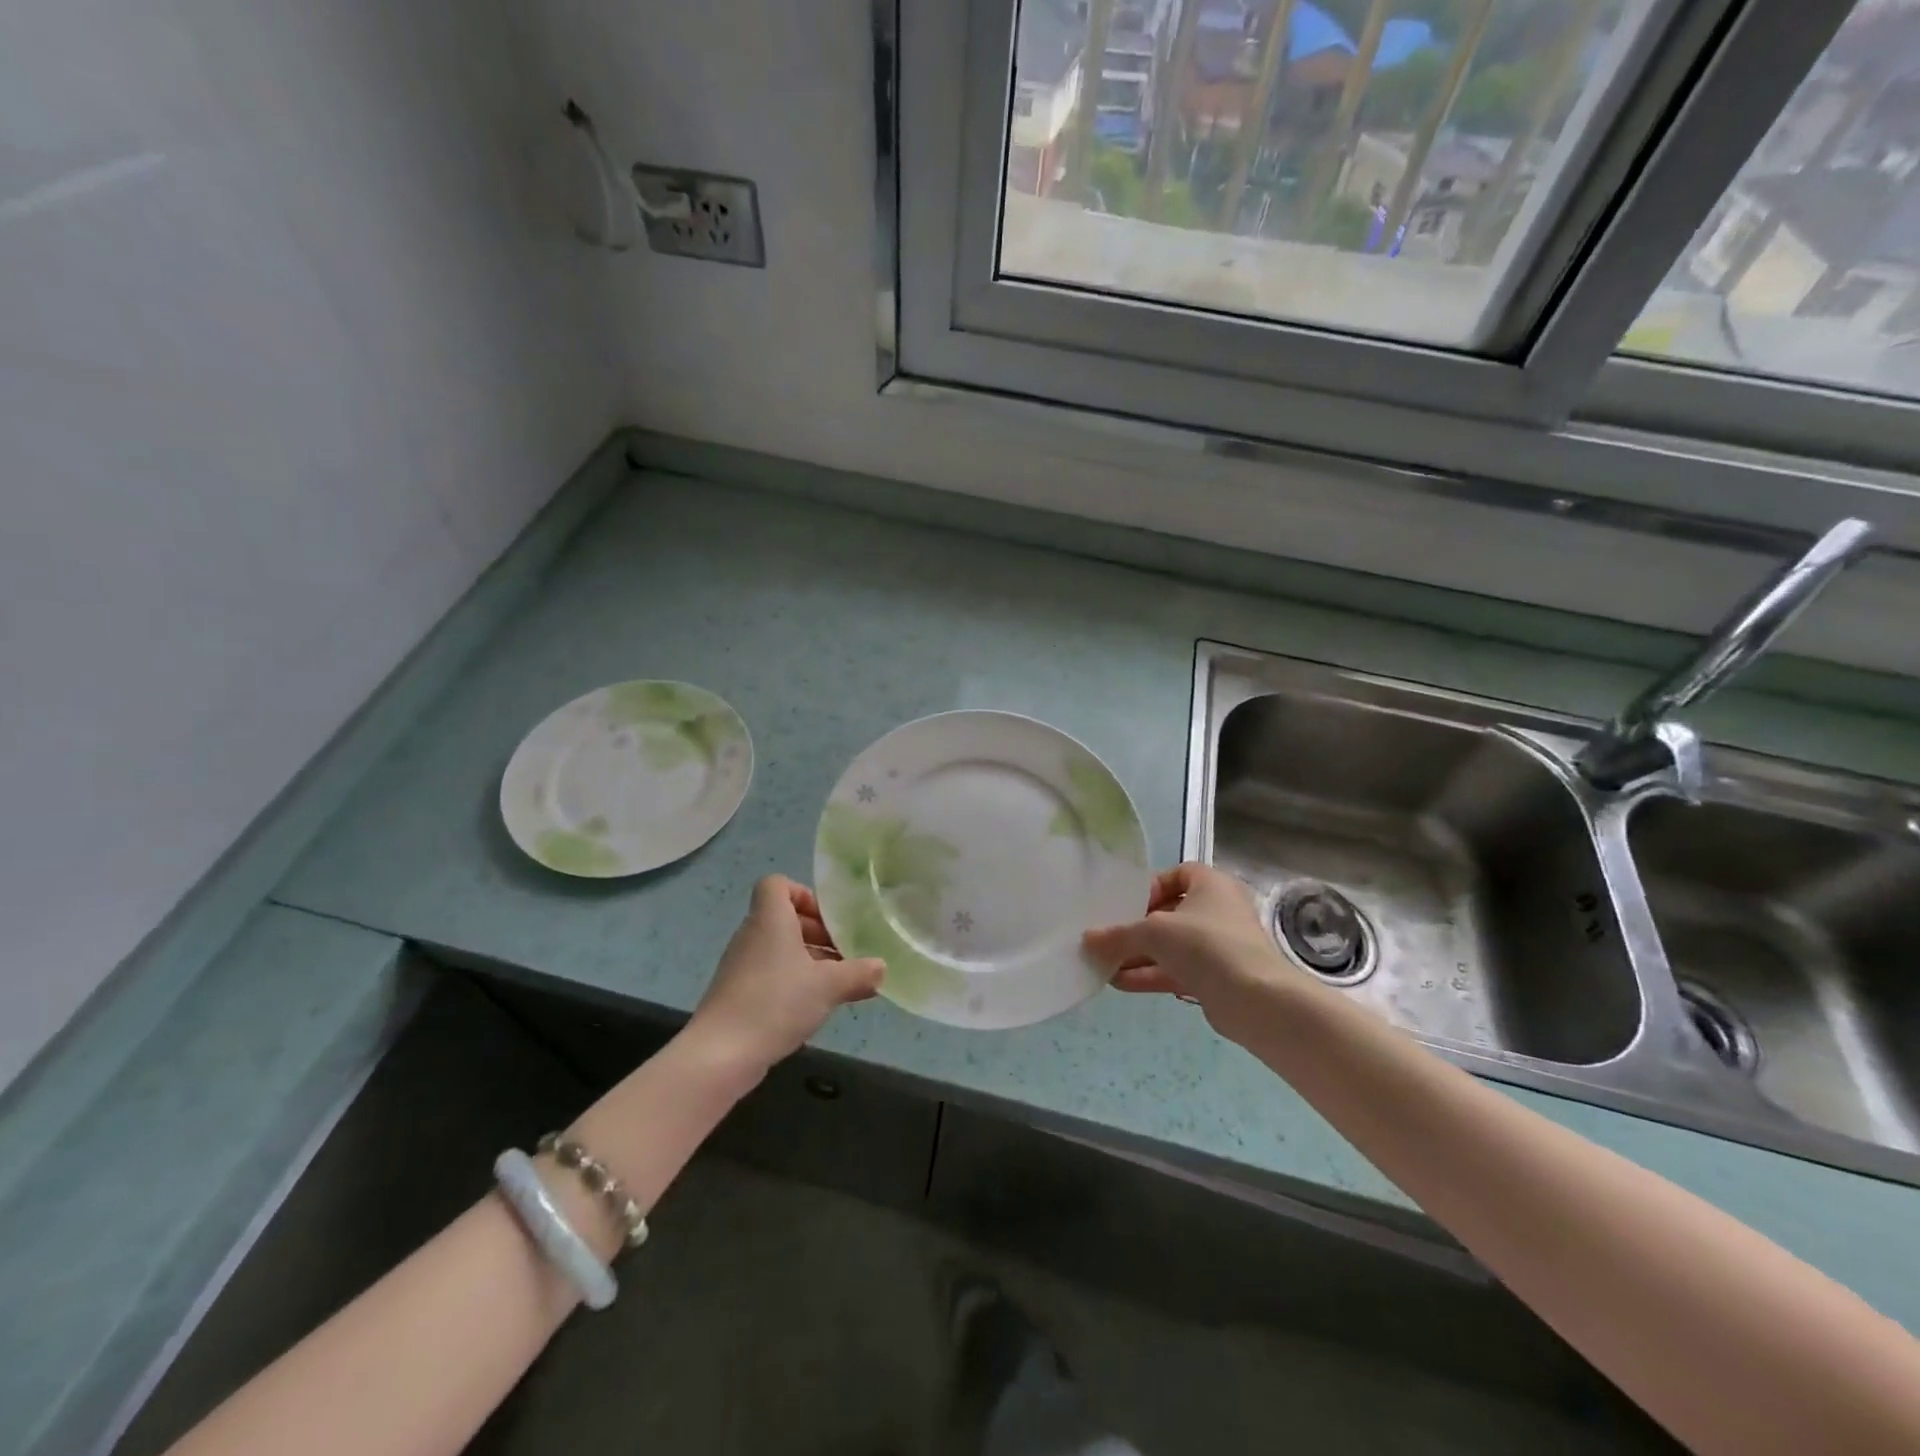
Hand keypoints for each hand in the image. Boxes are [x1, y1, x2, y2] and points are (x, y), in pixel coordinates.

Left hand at [686, 876, 884, 1077]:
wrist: (720, 1054)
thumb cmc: (776, 1002)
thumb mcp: (828, 986)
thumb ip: (858, 973)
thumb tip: (881, 968)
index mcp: (770, 919)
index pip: (777, 884)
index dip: (804, 895)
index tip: (828, 920)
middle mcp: (751, 935)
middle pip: (784, 919)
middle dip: (817, 933)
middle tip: (844, 954)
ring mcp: (741, 966)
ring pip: (779, 949)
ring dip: (808, 961)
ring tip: (837, 984)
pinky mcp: (737, 994)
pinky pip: (770, 974)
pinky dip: (792, 983)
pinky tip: (813, 1007)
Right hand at [1083, 862, 1303, 1044]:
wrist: (1254, 998)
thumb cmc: (1205, 944)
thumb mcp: (1154, 932)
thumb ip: (1118, 935)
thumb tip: (1087, 939)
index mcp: (1211, 884)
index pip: (1178, 874)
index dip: (1151, 887)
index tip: (1128, 904)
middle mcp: (1218, 910)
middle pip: (1170, 913)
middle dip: (1137, 928)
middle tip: (1109, 938)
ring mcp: (1219, 946)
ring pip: (1172, 946)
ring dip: (1139, 955)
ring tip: (1104, 964)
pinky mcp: (1216, 977)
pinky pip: (1177, 969)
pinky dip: (1151, 974)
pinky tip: (1120, 983)